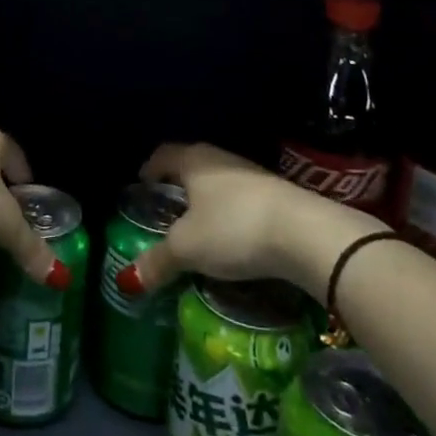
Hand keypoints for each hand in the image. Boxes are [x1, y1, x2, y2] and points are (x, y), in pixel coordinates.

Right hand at [117, 142, 386, 296]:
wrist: (306, 233)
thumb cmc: (234, 228)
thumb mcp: (188, 248)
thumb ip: (157, 261)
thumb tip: (128, 280)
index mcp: (193, 160)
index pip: (162, 155)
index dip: (149, 170)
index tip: (141, 188)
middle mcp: (221, 159)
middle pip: (191, 167)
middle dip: (177, 188)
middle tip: (165, 213)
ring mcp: (253, 176)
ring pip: (219, 185)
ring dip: (207, 204)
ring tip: (198, 231)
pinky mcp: (278, 196)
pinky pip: (242, 202)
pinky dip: (231, 217)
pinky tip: (232, 241)